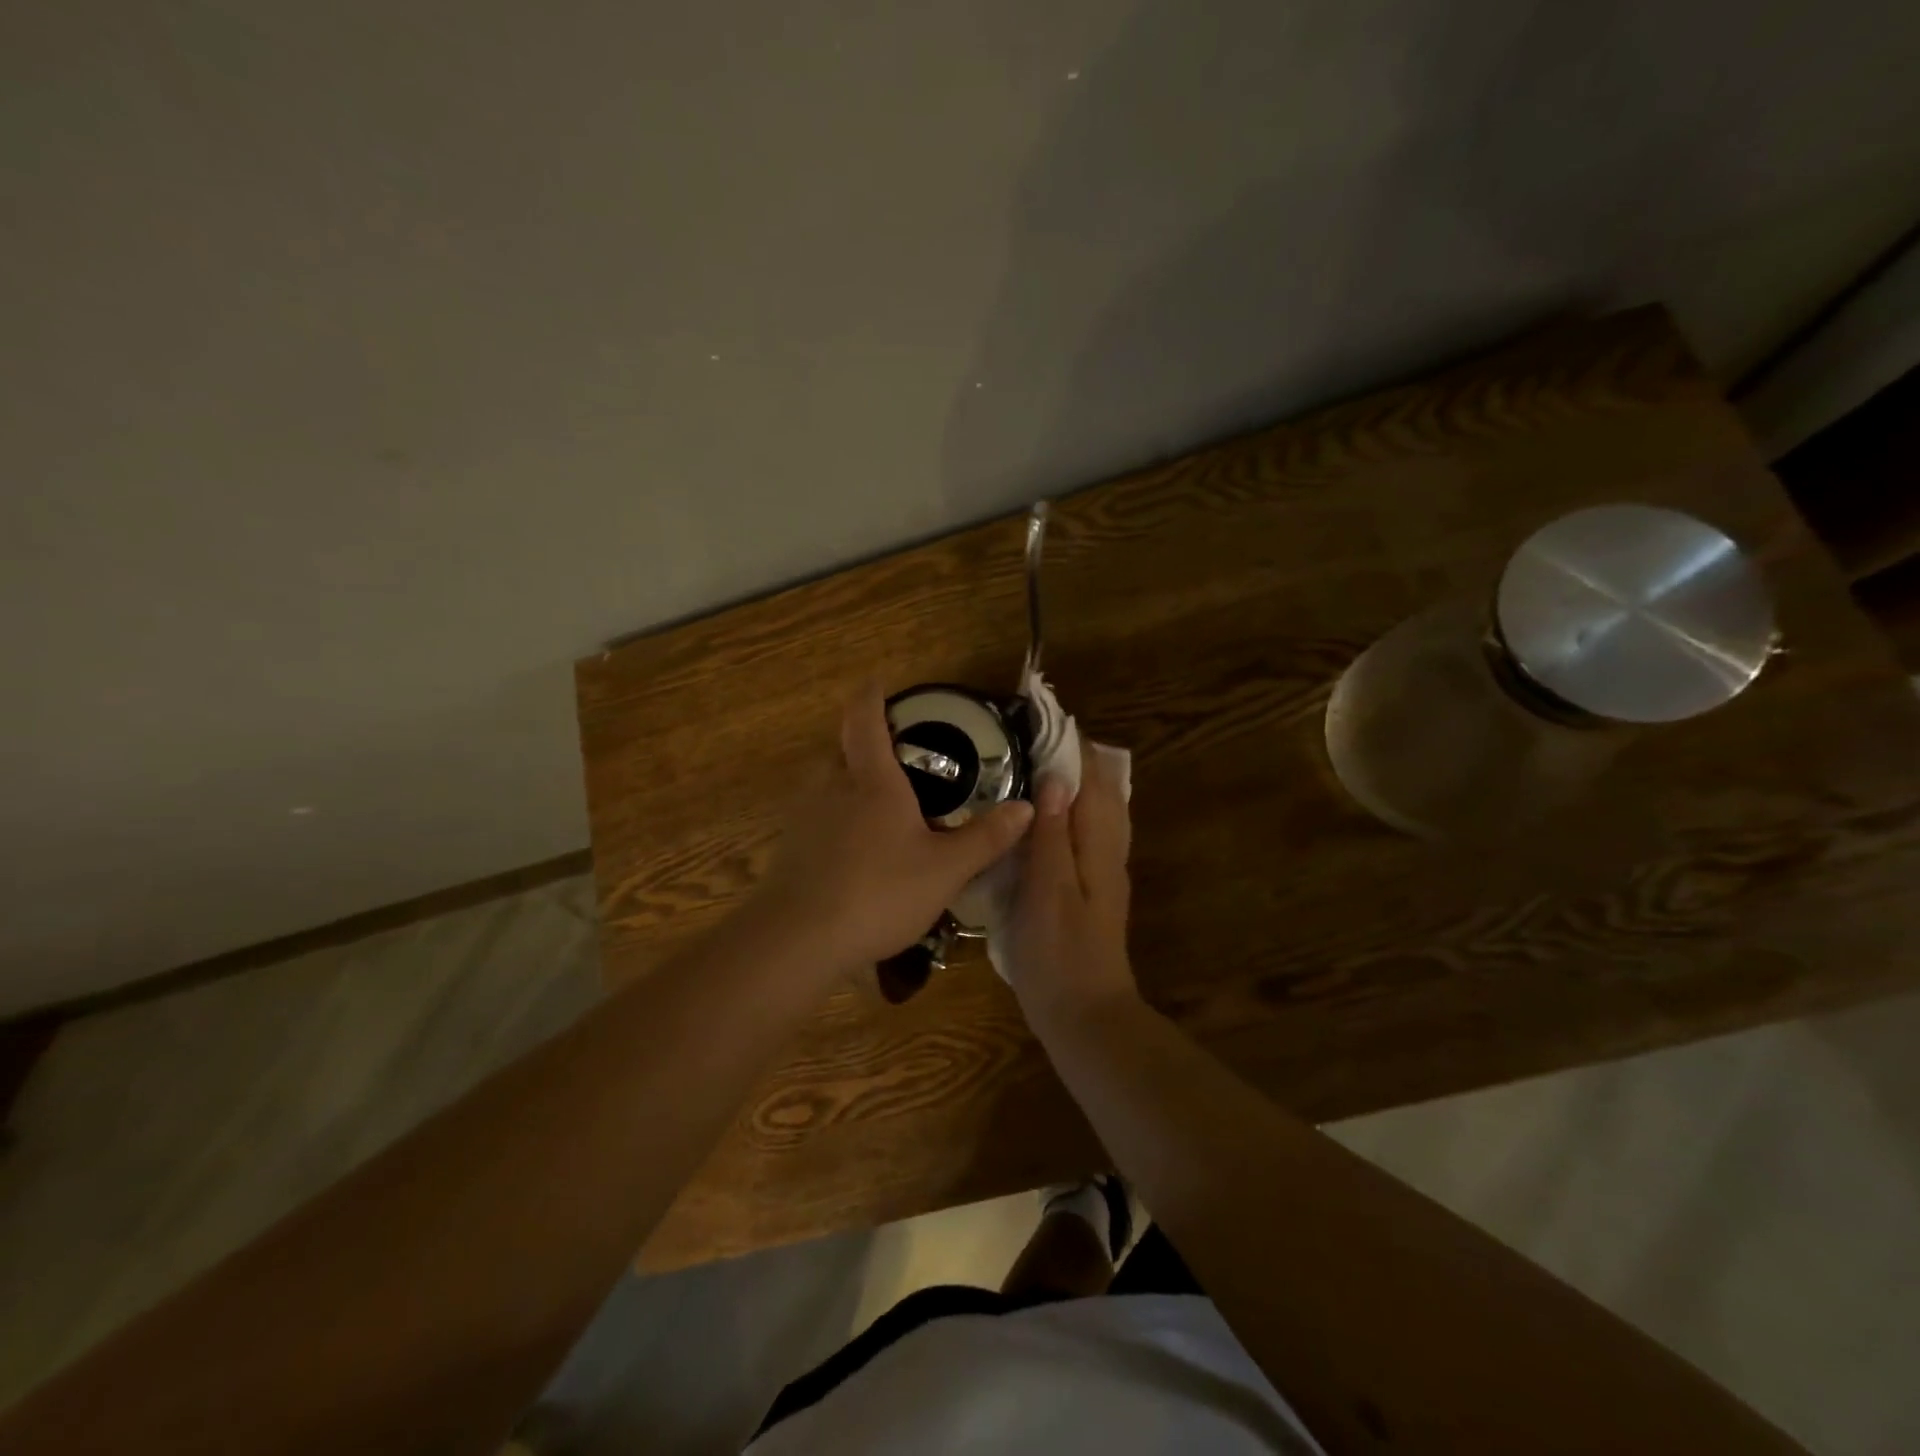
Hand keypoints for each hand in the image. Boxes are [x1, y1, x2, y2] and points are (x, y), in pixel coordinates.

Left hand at [751, 686, 1035, 970]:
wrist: (797, 939)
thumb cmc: (878, 892)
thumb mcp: (945, 869)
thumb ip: (986, 838)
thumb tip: (1026, 807)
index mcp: (871, 780)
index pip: (864, 719)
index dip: (871, 695)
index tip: (878, 683)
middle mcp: (831, 787)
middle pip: (843, 749)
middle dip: (867, 745)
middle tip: (901, 758)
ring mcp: (804, 816)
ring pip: (828, 783)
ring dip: (851, 783)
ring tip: (884, 805)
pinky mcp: (790, 847)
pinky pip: (817, 816)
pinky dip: (837, 817)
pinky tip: (857, 849)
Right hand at [1006, 742, 1139, 1032]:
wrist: (1085, 1016)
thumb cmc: (1060, 955)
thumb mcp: (1048, 892)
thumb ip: (1053, 836)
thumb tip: (1058, 779)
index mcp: (1099, 846)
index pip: (1091, 780)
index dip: (1071, 745)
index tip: (1045, 713)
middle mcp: (1108, 851)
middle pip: (1100, 790)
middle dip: (1074, 757)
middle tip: (1035, 733)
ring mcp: (1101, 872)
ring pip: (1095, 811)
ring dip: (1074, 781)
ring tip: (1037, 761)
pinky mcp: (1089, 889)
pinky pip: (1084, 833)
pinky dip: (1069, 810)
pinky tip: (1043, 815)